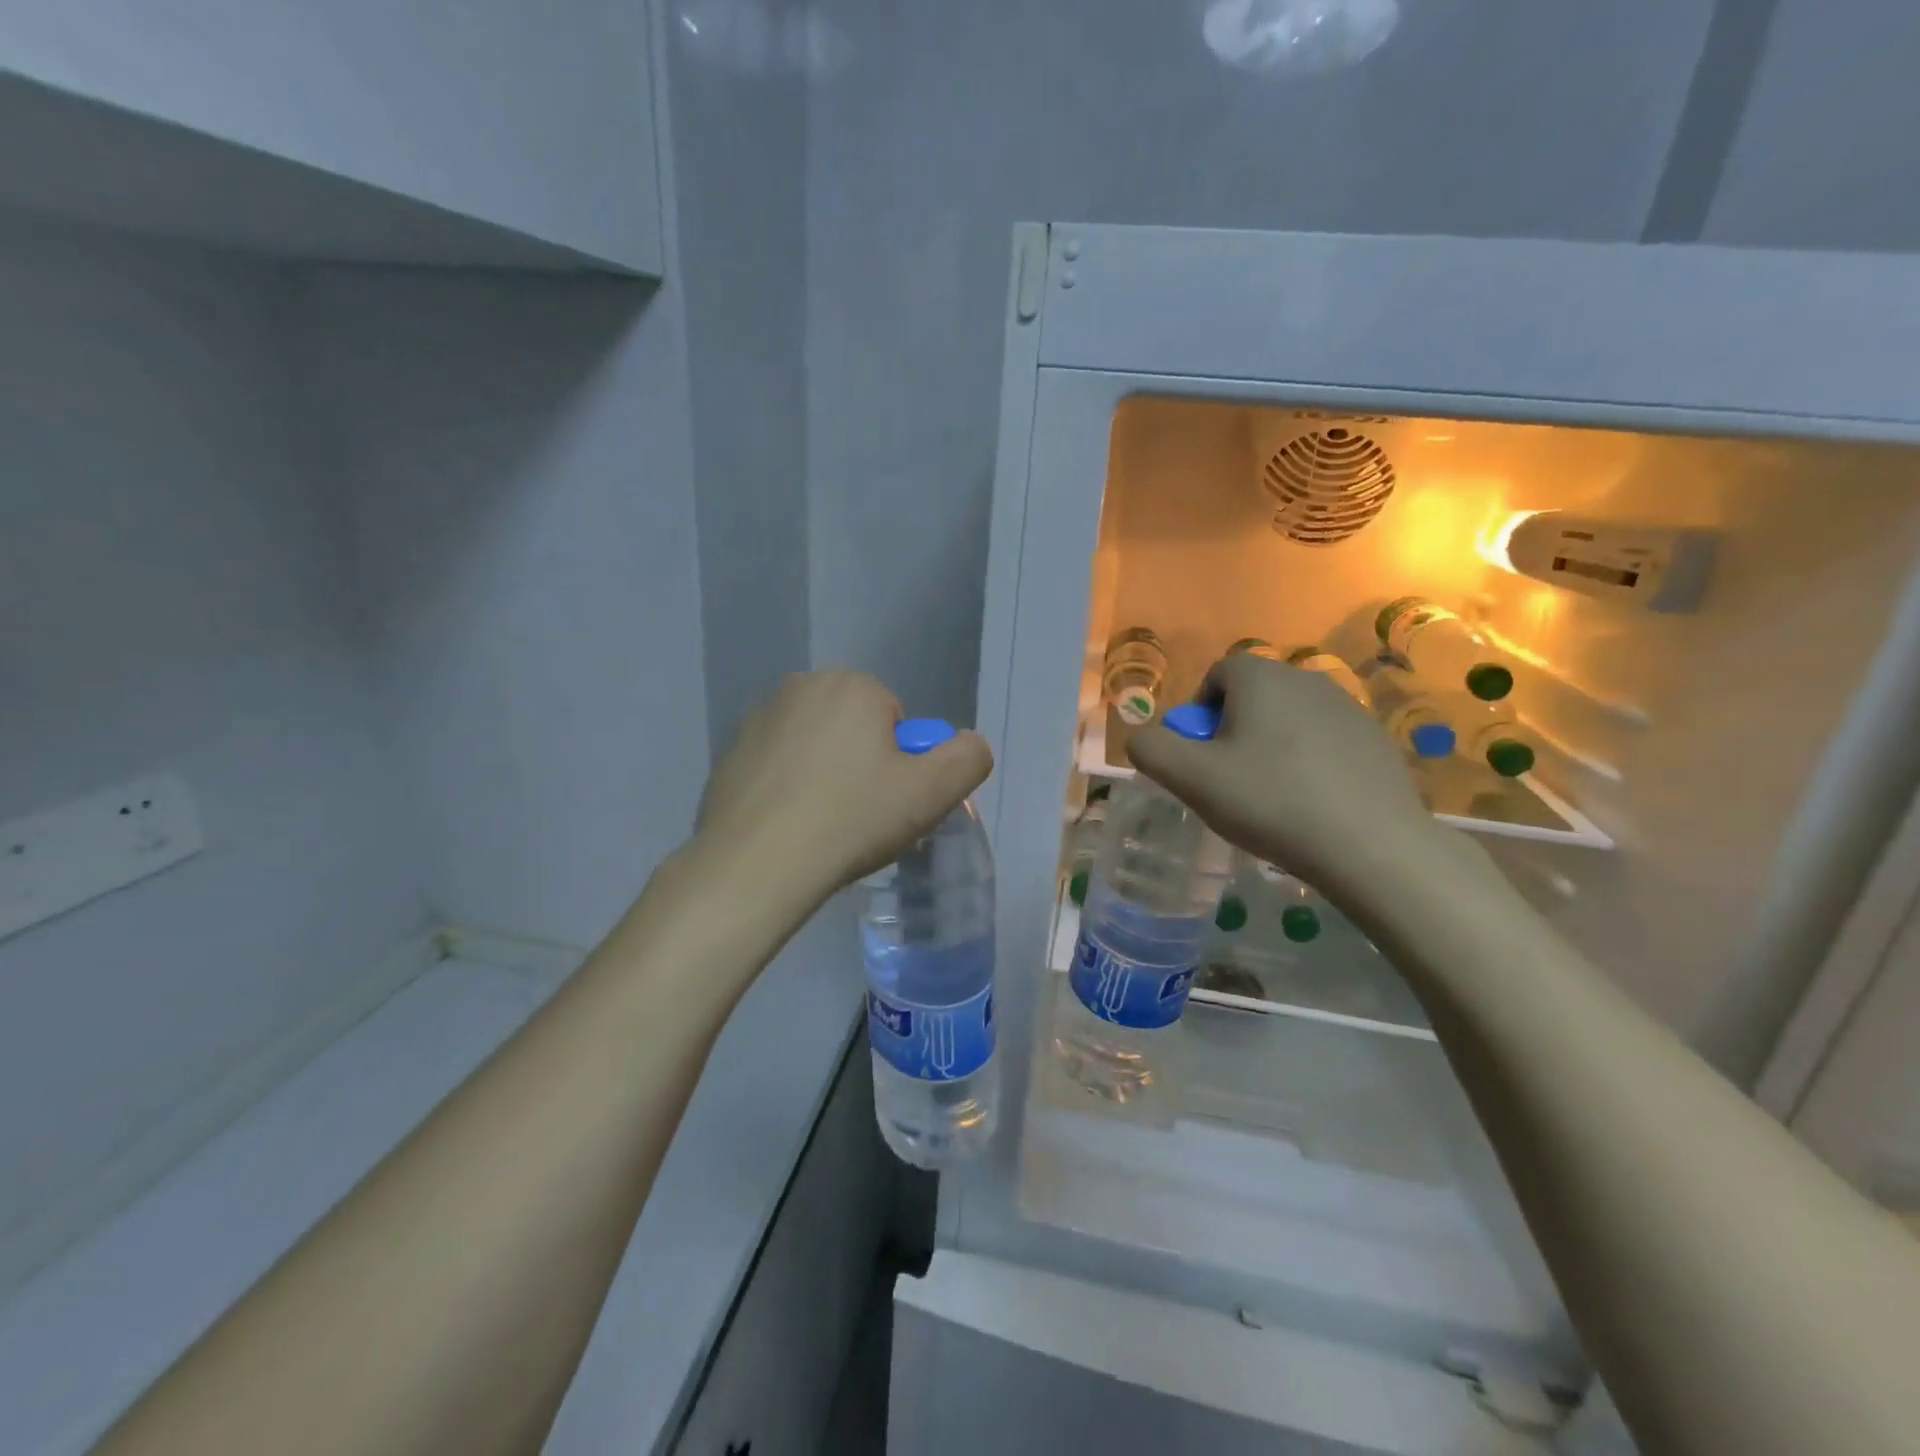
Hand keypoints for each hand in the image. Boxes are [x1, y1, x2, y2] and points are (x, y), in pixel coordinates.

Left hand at [694, 671, 992, 906]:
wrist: (757, 864)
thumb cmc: (852, 819)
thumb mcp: (933, 792)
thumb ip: (968, 758)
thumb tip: (969, 744)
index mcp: (851, 686)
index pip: (895, 719)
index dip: (901, 763)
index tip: (889, 800)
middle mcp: (801, 687)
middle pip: (854, 728)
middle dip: (862, 763)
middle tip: (860, 814)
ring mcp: (757, 720)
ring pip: (814, 746)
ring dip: (824, 774)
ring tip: (822, 825)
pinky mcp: (728, 755)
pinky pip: (777, 767)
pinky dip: (787, 789)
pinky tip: (788, 828)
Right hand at [1126, 653, 1435, 892]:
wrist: (1370, 845)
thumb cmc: (1271, 802)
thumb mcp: (1192, 779)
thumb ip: (1151, 749)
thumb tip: (1141, 737)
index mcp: (1261, 678)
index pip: (1218, 673)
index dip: (1200, 712)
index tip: (1202, 755)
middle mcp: (1306, 678)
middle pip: (1254, 695)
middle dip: (1234, 729)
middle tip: (1231, 778)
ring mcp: (1349, 706)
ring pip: (1290, 717)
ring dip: (1271, 744)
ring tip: (1271, 794)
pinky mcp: (1376, 738)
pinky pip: (1325, 739)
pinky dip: (1309, 760)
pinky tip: (1311, 802)